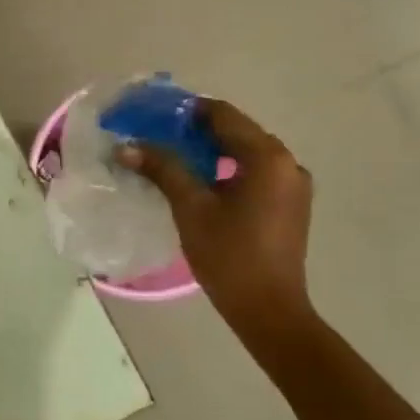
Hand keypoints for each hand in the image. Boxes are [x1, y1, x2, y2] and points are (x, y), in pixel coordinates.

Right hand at [120, 99, 315, 343]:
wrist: (268, 309)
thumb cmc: (228, 255)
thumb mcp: (190, 207)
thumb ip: (162, 169)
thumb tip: (127, 146)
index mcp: (267, 157)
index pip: (223, 115)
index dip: (186, 110)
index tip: (154, 115)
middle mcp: (287, 162)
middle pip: (236, 131)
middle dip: (196, 131)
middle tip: (157, 136)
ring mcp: (292, 184)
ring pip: (246, 153)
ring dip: (211, 150)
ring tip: (173, 158)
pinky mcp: (290, 204)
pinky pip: (255, 173)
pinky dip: (227, 169)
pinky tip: (201, 182)